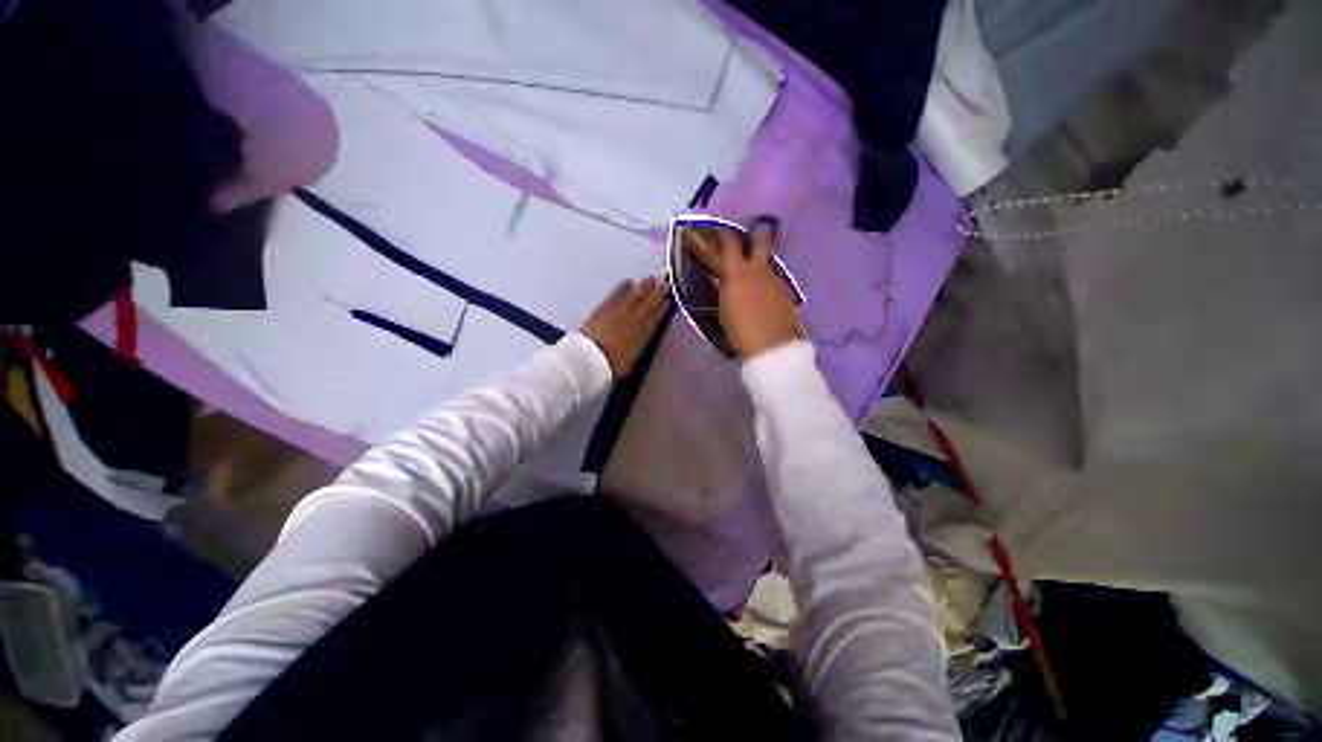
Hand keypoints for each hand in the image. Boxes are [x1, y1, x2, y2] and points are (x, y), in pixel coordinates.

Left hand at [581, 277, 669, 378]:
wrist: (591, 357)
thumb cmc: (611, 366)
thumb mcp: (627, 365)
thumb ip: (630, 357)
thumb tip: (630, 360)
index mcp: (642, 336)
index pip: (655, 319)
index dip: (662, 309)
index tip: (667, 301)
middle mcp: (635, 320)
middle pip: (648, 304)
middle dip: (657, 293)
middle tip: (665, 284)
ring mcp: (620, 311)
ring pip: (635, 295)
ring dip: (644, 287)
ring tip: (651, 279)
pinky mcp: (605, 307)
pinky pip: (617, 294)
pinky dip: (624, 287)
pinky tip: (628, 281)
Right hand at [688, 221, 800, 358]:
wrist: (770, 346)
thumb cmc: (739, 330)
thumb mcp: (724, 308)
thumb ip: (723, 288)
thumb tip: (720, 277)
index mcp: (738, 273)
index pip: (730, 244)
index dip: (724, 234)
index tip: (721, 230)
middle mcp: (759, 269)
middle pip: (762, 241)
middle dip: (759, 232)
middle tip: (758, 229)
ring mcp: (776, 279)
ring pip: (769, 263)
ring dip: (762, 264)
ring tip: (757, 276)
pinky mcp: (787, 291)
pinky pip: (776, 280)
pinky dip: (769, 282)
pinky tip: (766, 295)